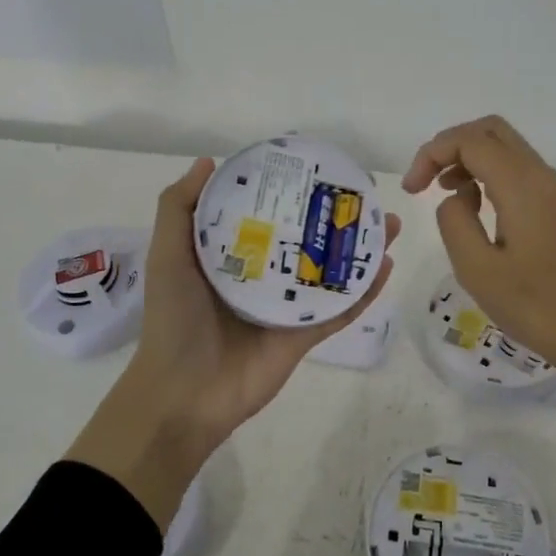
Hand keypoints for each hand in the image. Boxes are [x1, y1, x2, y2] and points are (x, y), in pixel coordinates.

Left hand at [67, 157, 398, 528]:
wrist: (184, 393)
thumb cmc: (174, 319)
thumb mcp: (167, 255)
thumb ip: (179, 208)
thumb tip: (208, 161)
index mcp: (231, 256)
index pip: (265, 215)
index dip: (288, 192)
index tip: (313, 168)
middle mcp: (263, 276)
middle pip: (306, 240)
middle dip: (335, 218)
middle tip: (363, 195)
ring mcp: (287, 307)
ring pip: (331, 271)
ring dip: (360, 249)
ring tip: (387, 222)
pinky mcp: (305, 335)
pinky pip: (340, 308)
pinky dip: (364, 290)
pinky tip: (386, 265)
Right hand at [403, 116, 555, 458]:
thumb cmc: (535, 305)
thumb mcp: (477, 269)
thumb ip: (454, 221)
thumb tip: (457, 197)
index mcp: (520, 184)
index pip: (469, 140)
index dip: (432, 154)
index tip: (412, 190)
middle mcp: (539, 175)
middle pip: (489, 130)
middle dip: (450, 146)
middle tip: (427, 181)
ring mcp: (552, 189)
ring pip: (504, 147)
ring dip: (469, 159)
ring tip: (445, 194)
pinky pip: (516, 169)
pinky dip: (487, 174)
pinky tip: (475, 209)